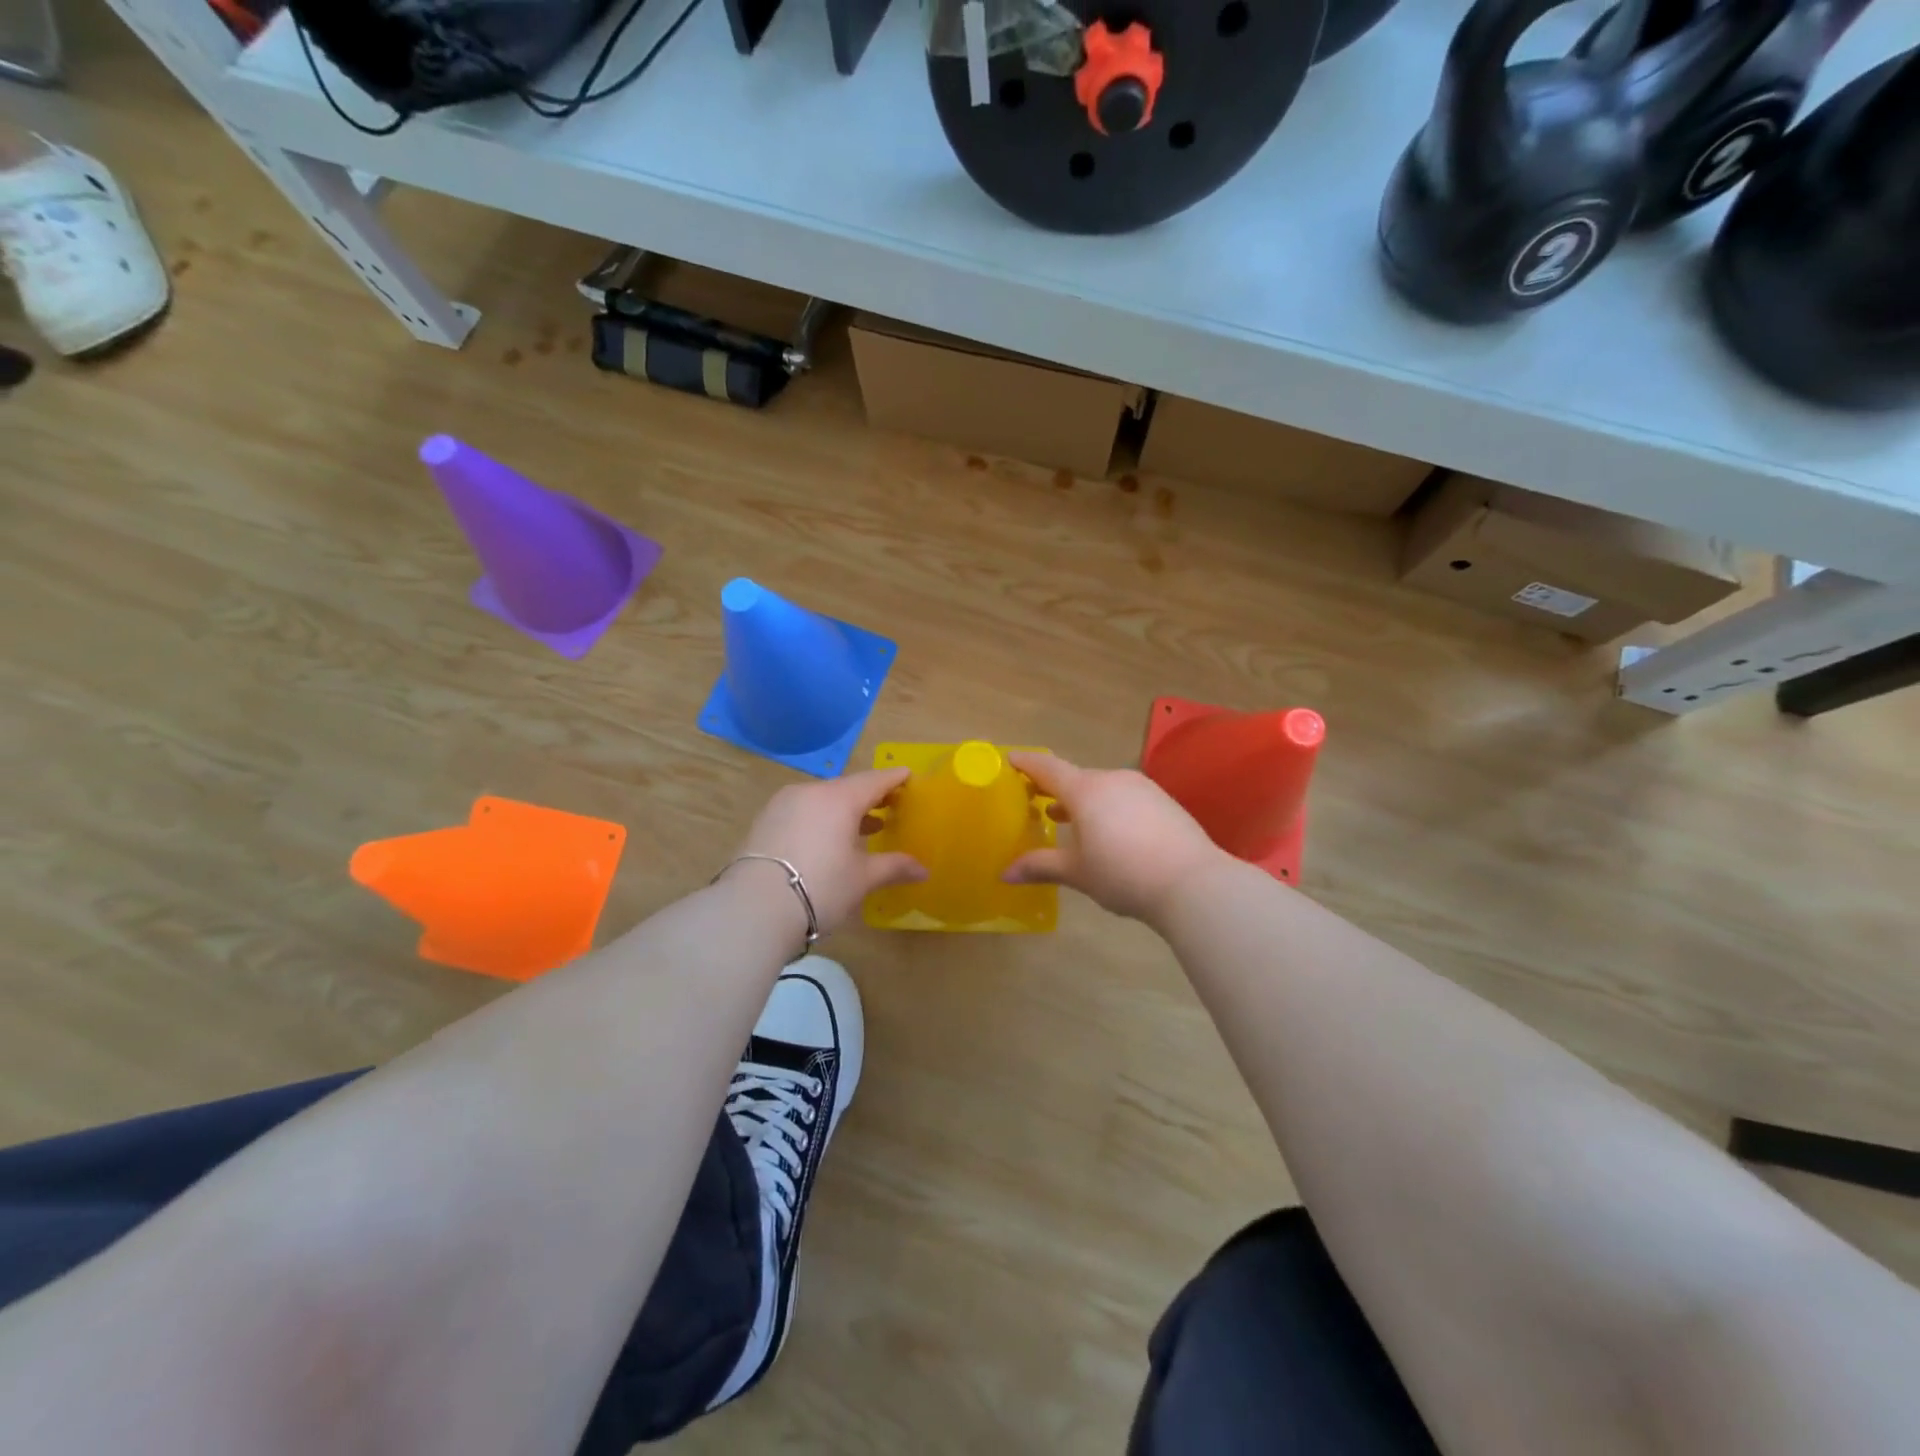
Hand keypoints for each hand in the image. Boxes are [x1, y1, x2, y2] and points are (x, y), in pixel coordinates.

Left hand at [725, 768, 927, 936]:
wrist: (753, 908)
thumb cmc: (820, 887)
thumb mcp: (862, 879)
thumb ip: (894, 867)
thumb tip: (924, 871)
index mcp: (839, 798)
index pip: (875, 780)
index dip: (894, 779)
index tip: (908, 776)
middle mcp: (810, 792)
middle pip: (847, 788)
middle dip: (870, 797)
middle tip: (891, 806)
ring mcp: (782, 805)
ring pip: (822, 800)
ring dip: (844, 810)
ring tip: (863, 828)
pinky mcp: (764, 822)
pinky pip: (802, 812)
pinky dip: (820, 819)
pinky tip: (828, 840)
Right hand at [1004, 752, 1226, 924]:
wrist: (1193, 883)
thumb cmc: (1123, 874)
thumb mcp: (1077, 872)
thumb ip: (1040, 866)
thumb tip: (1004, 873)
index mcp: (1085, 790)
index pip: (1047, 768)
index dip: (1027, 764)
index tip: (1011, 760)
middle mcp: (1112, 779)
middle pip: (1076, 779)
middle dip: (1054, 789)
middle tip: (1036, 801)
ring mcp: (1142, 788)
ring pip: (1102, 788)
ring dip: (1082, 801)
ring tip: (1067, 820)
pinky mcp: (1164, 801)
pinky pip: (1125, 798)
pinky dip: (1108, 808)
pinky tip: (1109, 832)